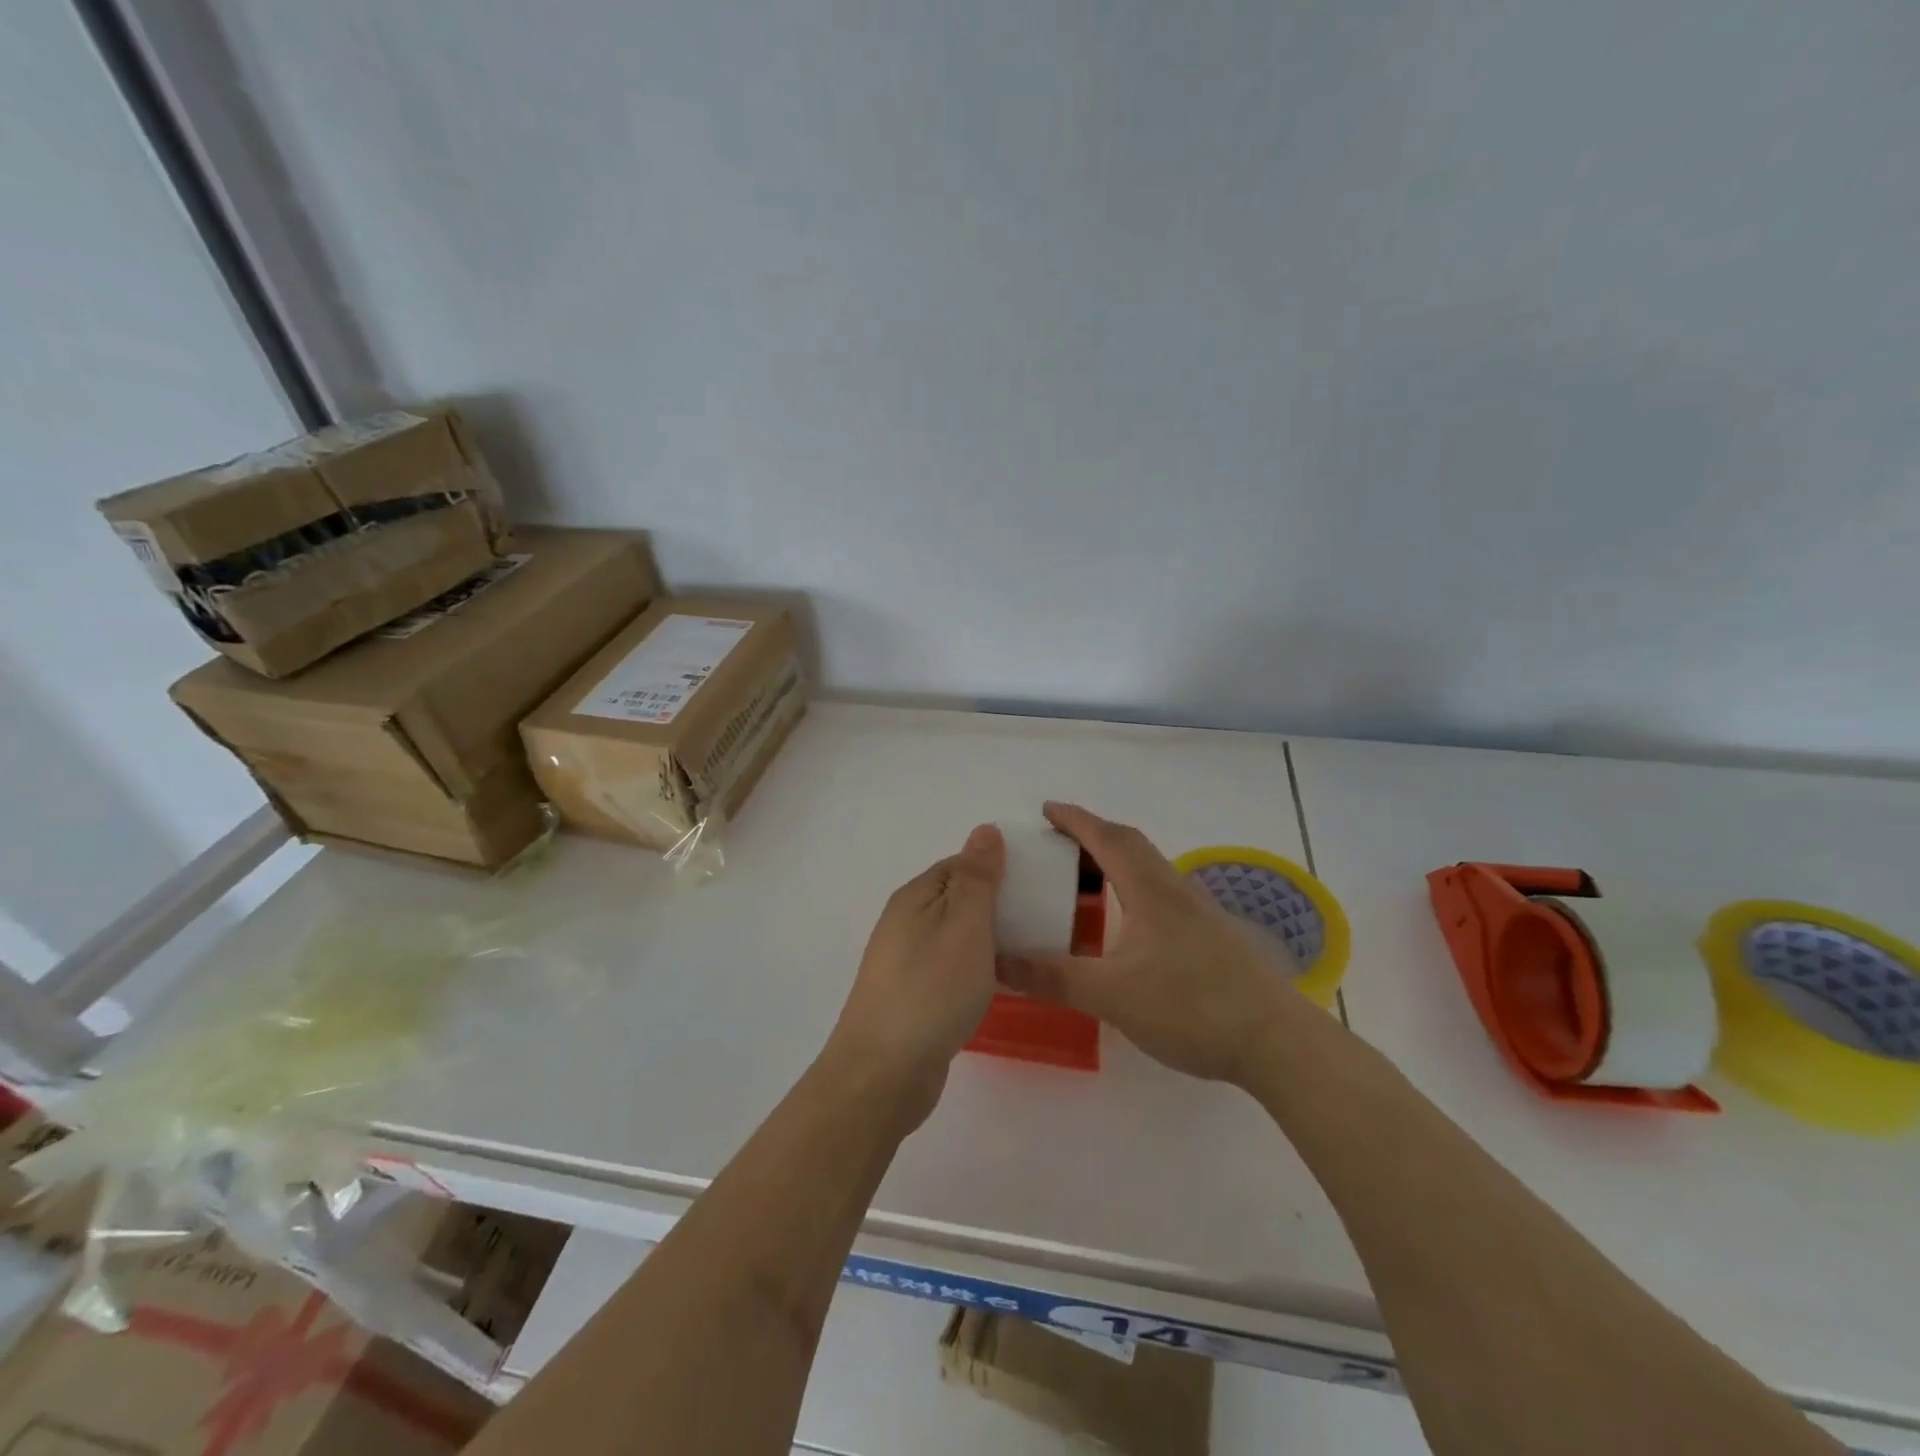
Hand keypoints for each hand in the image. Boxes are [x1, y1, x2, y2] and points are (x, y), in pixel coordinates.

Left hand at [824, 824, 1004, 1128]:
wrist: (885, 1072)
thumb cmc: (932, 988)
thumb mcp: (964, 923)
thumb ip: (977, 877)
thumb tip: (984, 830)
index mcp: (914, 896)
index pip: (959, 865)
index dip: (996, 869)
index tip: (1033, 885)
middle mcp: (904, 923)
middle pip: (956, 900)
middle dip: (994, 905)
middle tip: (1037, 920)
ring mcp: (904, 963)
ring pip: (954, 936)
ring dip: (986, 939)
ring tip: (1025, 952)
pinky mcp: (911, 998)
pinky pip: (949, 968)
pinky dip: (974, 969)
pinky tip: (995, 985)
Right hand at [997, 802, 1302, 1084]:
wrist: (1275, 1041)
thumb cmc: (1191, 1007)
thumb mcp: (1112, 995)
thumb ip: (1054, 978)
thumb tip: (998, 963)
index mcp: (1150, 890)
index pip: (1107, 839)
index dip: (1075, 820)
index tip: (1046, 809)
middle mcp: (1175, 890)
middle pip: (1131, 845)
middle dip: (1093, 835)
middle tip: (1058, 844)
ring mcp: (1198, 912)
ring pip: (1149, 869)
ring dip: (1115, 862)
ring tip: (1084, 881)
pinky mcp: (1211, 935)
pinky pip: (1161, 893)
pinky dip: (1132, 890)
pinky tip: (1125, 925)